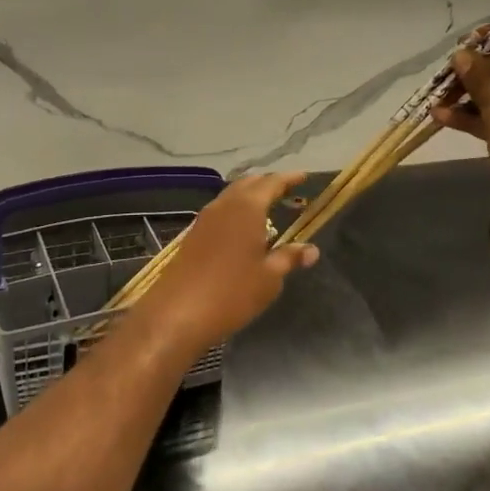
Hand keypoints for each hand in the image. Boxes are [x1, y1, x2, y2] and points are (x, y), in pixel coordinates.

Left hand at [130, 172, 318, 355]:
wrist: (177, 313)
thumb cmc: (232, 293)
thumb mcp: (269, 278)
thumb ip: (289, 258)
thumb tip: (311, 249)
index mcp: (246, 208)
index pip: (271, 183)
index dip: (288, 179)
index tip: (303, 177)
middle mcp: (223, 206)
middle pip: (247, 185)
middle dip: (267, 184)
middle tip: (286, 190)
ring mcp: (203, 220)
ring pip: (230, 197)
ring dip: (248, 197)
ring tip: (267, 207)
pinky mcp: (192, 237)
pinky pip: (219, 213)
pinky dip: (235, 212)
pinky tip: (242, 230)